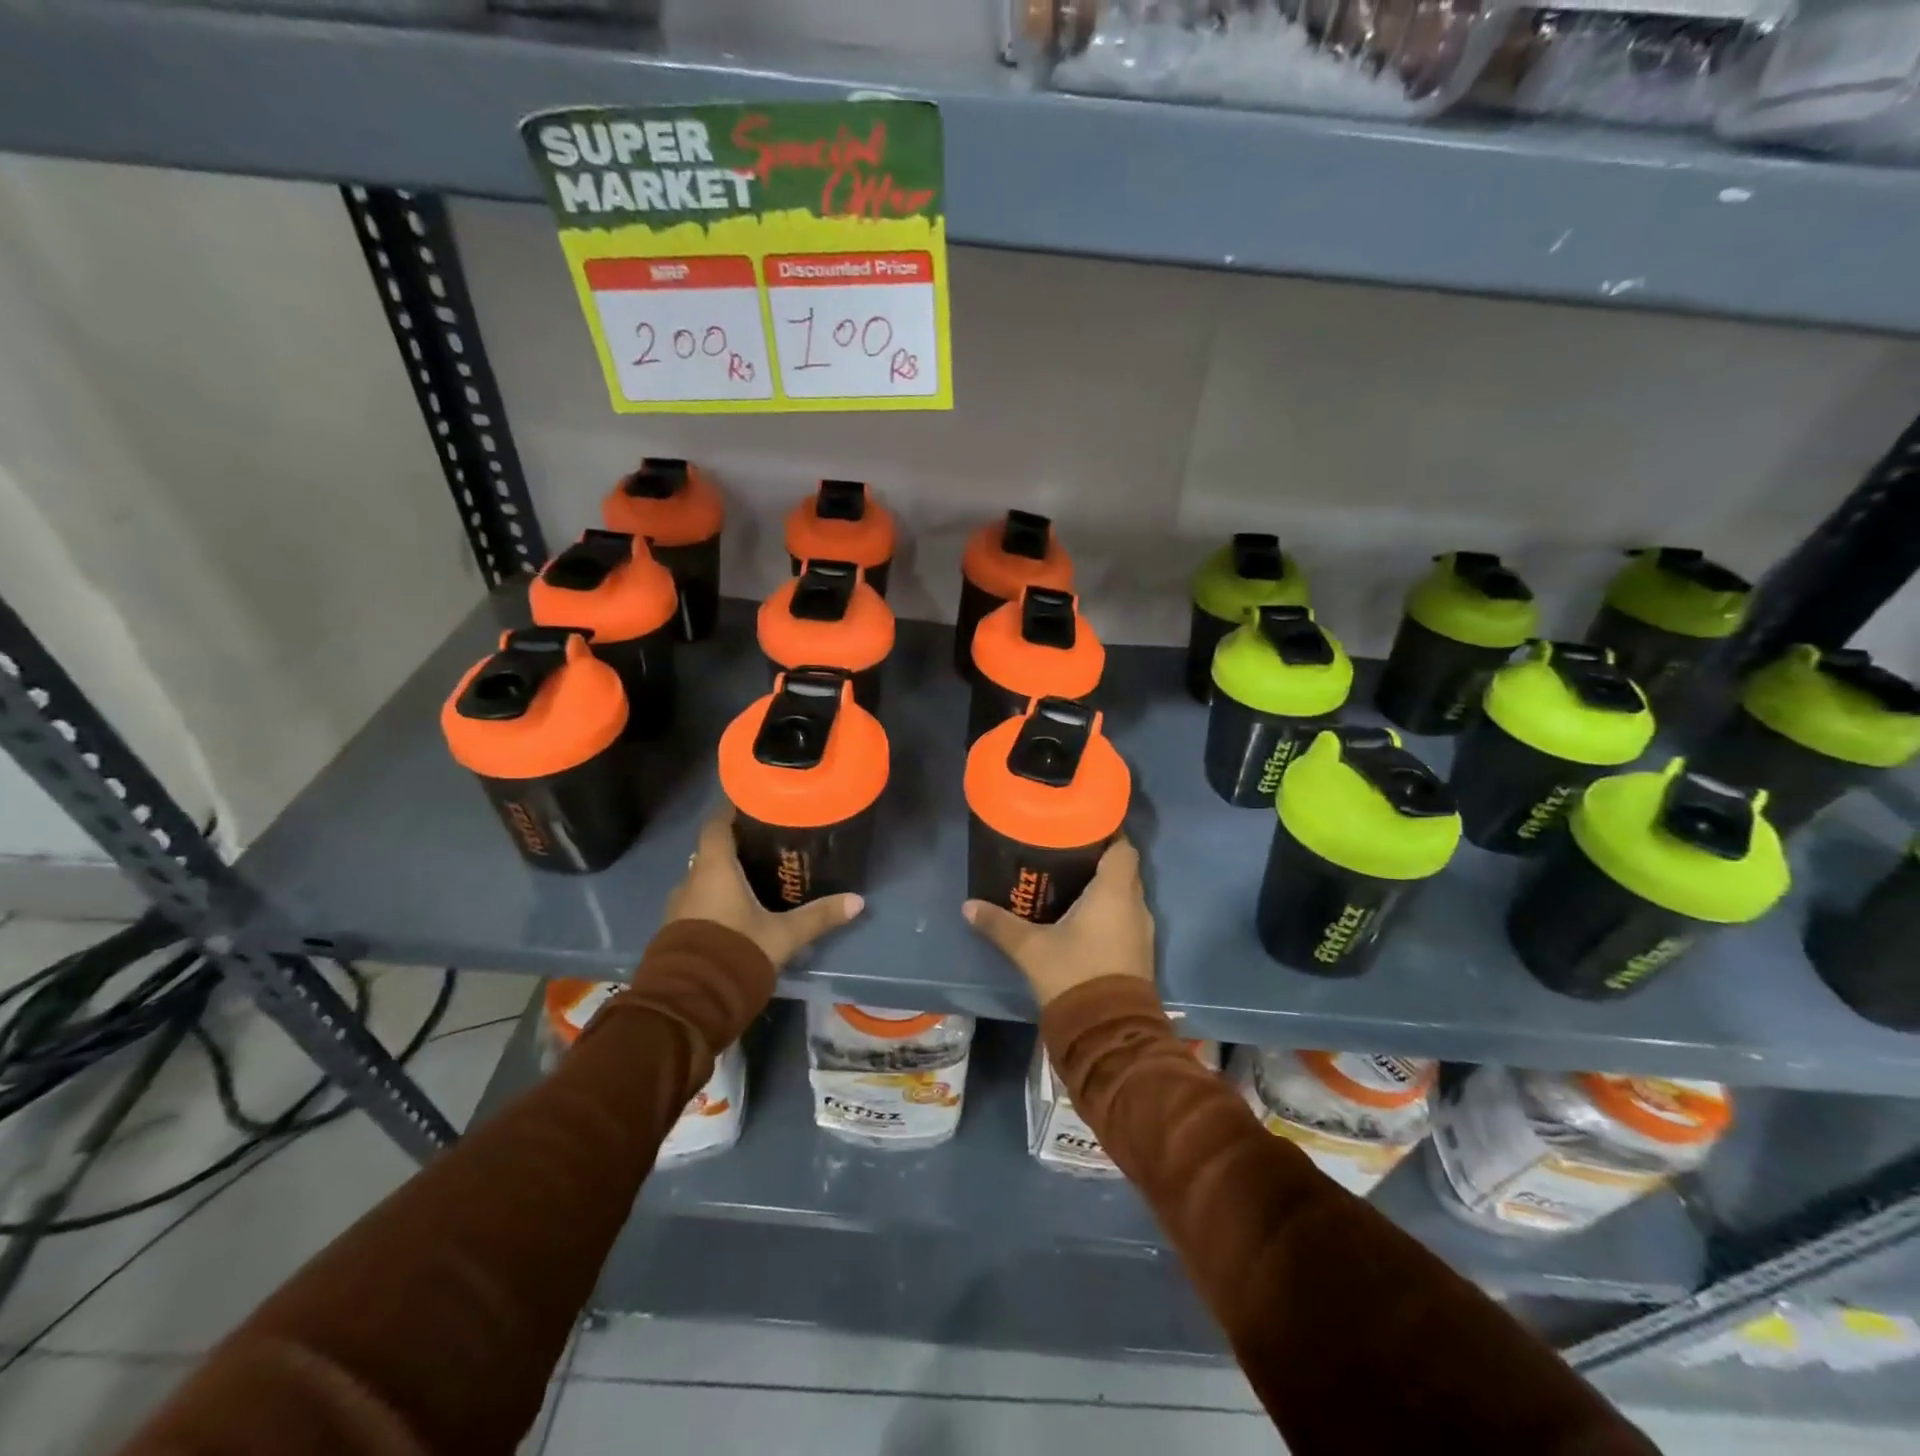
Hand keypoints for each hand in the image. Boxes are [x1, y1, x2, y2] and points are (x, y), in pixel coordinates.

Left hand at [663, 808, 863, 968]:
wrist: (689, 1003)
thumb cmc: (736, 952)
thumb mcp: (784, 935)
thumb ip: (819, 916)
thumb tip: (858, 900)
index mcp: (714, 869)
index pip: (716, 824)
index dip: (732, 811)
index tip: (753, 803)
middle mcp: (691, 880)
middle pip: (711, 851)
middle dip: (736, 846)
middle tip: (766, 845)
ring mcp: (678, 906)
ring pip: (703, 878)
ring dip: (723, 875)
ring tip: (755, 878)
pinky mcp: (674, 930)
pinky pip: (696, 902)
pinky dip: (714, 898)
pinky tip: (736, 910)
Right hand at [962, 837, 1154, 1007]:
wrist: (1108, 1032)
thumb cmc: (1073, 974)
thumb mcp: (1030, 948)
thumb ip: (999, 924)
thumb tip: (968, 905)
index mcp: (1115, 891)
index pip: (1123, 847)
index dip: (1107, 833)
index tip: (1081, 826)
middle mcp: (1135, 905)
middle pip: (1123, 868)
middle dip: (1098, 858)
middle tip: (1065, 851)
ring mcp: (1141, 931)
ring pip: (1124, 895)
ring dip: (1103, 887)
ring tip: (1068, 880)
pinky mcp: (1138, 952)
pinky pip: (1124, 917)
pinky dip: (1107, 910)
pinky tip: (1080, 916)